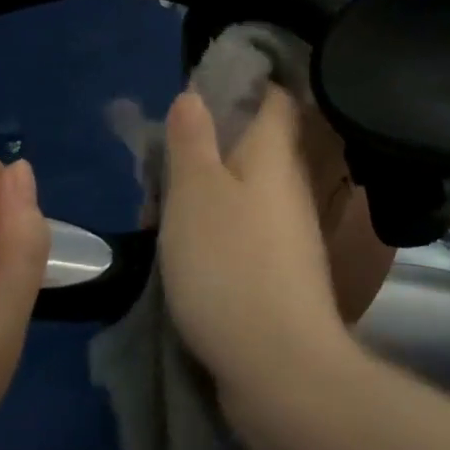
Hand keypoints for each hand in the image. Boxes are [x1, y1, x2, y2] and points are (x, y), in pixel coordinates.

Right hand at [158, 86, 361, 397]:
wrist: (278, 368)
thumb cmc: (229, 264)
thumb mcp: (195, 191)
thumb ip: (192, 139)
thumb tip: (195, 95)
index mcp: (274, 155)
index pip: (275, 97)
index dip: (245, 81)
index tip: (204, 82)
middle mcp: (289, 187)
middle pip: (253, 146)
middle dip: (207, 145)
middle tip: (162, 153)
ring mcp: (288, 233)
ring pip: (243, 192)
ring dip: (204, 191)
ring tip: (159, 203)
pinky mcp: (279, 273)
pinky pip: (242, 231)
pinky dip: (213, 229)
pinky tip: (182, 247)